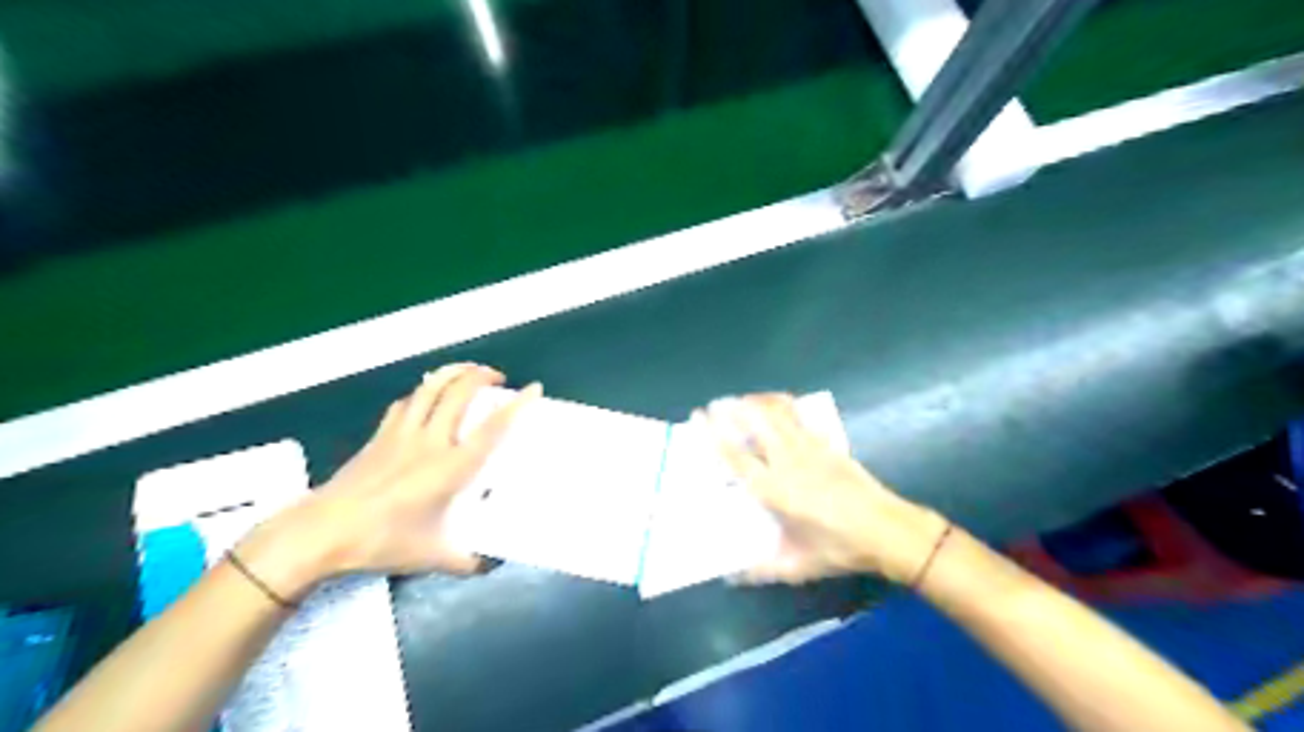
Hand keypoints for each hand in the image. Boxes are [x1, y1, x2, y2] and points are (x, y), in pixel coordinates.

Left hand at [236, 364, 539, 598]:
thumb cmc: (382, 541)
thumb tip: (491, 565)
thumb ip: (467, 561)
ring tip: (467, 372)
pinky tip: (426, 397)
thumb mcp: (432, 557)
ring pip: (430, 388)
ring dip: (452, 373)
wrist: (322, 532)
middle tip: (497, 377)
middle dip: (481, 375)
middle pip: (459, 392)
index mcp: (450, 467)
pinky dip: (423, 392)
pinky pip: (407, 402)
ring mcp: (402, 433)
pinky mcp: (380, 435)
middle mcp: (430, 441)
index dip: (515, 406)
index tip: (534, 388)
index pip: (491, 428)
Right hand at [704, 391, 950, 586]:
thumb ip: (761, 570)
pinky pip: (802, 417)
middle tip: (714, 404)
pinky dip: (786, 405)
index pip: (737, 457)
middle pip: (756, 423)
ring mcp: (811, 448)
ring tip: (741, 399)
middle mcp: (788, 462)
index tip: (699, 418)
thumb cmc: (840, 548)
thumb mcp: (798, 566)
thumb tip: (730, 578)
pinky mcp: (829, 444)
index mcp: (776, 490)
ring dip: (757, 401)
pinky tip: (779, 404)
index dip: (715, 435)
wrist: (888, 530)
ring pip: (779, 413)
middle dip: (732, 409)